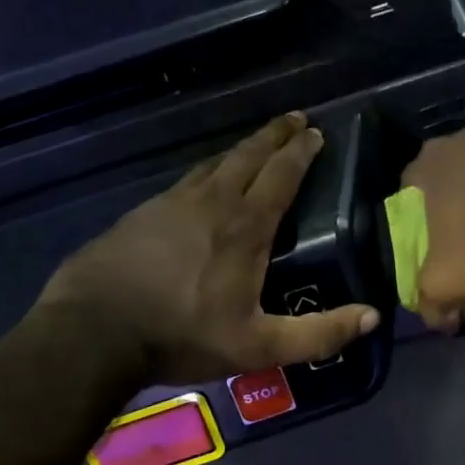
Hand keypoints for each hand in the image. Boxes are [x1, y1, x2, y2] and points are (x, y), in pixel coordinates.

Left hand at [35, 113, 378, 384]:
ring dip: (243, 148)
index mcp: (245, 226)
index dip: (301, 152)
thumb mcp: (257, 346)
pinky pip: (187, 179)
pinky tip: (205, 179)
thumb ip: (317, 334)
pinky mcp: (144, 211)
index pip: (281, 175)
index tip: (316, 133)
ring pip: (216, 162)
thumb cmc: (182, 334)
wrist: (93, 330)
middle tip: (296, 118)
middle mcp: (213, 201)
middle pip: (250, 155)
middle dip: (276, 134)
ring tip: (258, 143)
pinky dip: (209, 169)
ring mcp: (173, 202)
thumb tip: (371, 316)